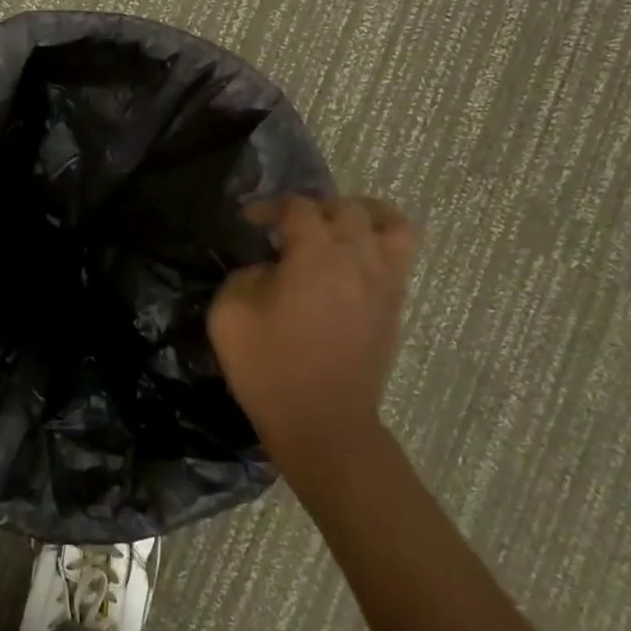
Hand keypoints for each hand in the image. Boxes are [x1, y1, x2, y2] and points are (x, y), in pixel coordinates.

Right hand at [208, 195, 415, 447]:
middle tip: (286, 229)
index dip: (270, 206)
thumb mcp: (229, 314)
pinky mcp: (395, 305)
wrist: (322, 424)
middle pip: (346, 208)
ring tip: (335, 230)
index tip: (249, 221)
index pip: (298, 208)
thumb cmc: (269, 368)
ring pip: (390, 224)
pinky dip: (378, 243)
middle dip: (312, 209)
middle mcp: (358, 260)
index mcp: (316, 258)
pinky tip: (350, 262)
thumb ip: (245, 275)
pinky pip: (400, 254)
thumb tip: (269, 268)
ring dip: (360, 216)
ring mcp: (385, 283)